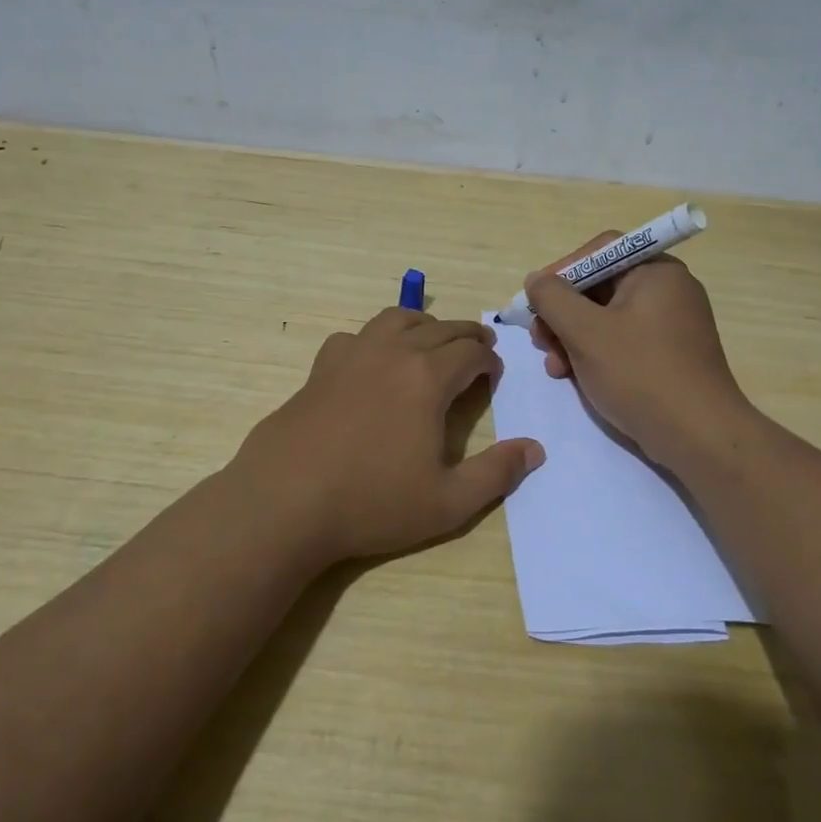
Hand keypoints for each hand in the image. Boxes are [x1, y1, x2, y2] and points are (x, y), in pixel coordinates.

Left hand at [233, 308, 544, 563]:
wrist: (285, 502)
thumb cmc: (372, 502)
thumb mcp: (447, 502)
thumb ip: (496, 474)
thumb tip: (535, 450)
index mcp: (427, 377)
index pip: (470, 352)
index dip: (488, 360)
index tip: (494, 374)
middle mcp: (392, 353)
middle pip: (439, 328)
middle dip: (465, 335)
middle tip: (478, 348)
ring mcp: (352, 355)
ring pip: (396, 319)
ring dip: (423, 324)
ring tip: (432, 340)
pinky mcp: (320, 368)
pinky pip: (356, 336)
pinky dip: (376, 339)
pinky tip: (373, 361)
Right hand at [525, 235, 750, 469]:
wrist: (699, 437)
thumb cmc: (640, 373)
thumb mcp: (585, 332)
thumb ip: (553, 298)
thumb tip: (536, 280)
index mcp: (656, 272)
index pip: (599, 251)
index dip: (561, 272)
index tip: (535, 303)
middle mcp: (668, 291)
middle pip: (600, 287)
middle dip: (563, 313)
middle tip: (540, 340)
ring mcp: (672, 325)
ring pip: (607, 319)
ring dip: (573, 338)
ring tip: (555, 368)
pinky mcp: (670, 356)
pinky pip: (623, 342)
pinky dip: (596, 354)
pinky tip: (575, 378)